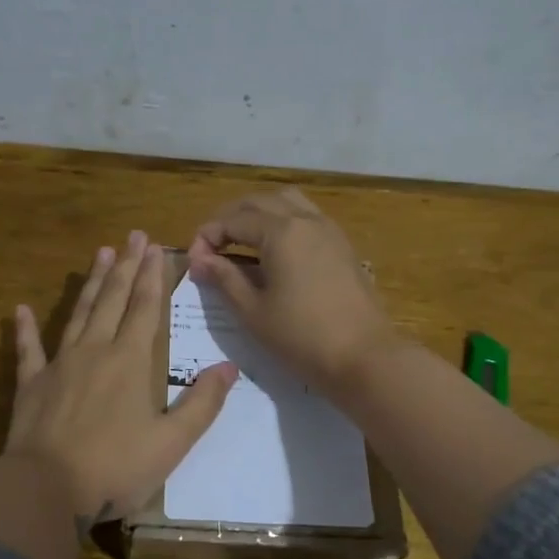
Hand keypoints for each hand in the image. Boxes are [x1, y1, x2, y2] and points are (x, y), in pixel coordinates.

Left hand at [6, 231, 237, 532]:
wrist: (46, 488)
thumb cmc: (116, 467)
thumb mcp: (171, 442)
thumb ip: (202, 403)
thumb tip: (229, 367)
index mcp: (130, 361)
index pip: (144, 308)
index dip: (152, 276)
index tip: (155, 247)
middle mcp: (95, 351)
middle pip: (112, 299)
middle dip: (125, 266)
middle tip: (132, 235)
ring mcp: (59, 365)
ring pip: (78, 313)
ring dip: (91, 283)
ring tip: (100, 253)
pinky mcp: (32, 384)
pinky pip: (28, 350)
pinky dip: (25, 329)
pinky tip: (21, 309)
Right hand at [188, 189, 400, 395]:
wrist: (364, 356)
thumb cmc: (302, 337)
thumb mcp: (253, 311)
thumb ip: (224, 279)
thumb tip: (199, 260)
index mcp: (281, 231)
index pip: (233, 220)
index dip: (208, 236)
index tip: (194, 261)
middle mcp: (306, 220)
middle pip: (259, 202)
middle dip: (230, 218)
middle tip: (213, 246)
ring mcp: (329, 230)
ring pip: (287, 202)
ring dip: (259, 213)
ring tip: (242, 241)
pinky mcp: (342, 246)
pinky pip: (307, 217)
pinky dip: (284, 222)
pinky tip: (275, 251)